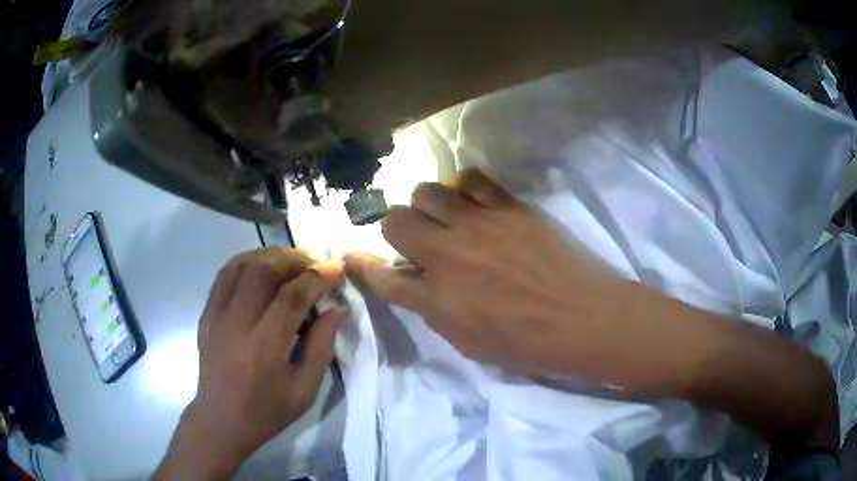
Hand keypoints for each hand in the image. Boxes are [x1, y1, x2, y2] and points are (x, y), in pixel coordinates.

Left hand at [154, 248, 346, 480]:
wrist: (221, 420)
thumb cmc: (267, 410)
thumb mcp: (305, 389)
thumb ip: (322, 346)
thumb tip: (337, 308)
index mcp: (265, 346)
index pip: (292, 295)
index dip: (318, 277)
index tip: (337, 272)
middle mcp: (237, 323)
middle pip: (264, 269)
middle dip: (295, 259)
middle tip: (315, 264)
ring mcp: (217, 314)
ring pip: (242, 264)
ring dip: (271, 256)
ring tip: (292, 263)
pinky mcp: (207, 313)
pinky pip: (225, 274)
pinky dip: (247, 262)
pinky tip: (262, 268)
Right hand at [345, 168, 638, 378]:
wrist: (580, 318)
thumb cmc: (526, 343)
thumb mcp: (469, 344)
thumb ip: (434, 312)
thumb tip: (416, 285)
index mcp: (437, 299)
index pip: (382, 277)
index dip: (362, 265)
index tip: (352, 256)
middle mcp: (448, 256)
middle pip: (395, 220)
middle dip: (397, 229)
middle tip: (416, 238)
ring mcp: (479, 225)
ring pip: (427, 191)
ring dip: (427, 205)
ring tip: (445, 216)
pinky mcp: (509, 207)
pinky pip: (472, 178)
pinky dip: (464, 187)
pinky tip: (474, 201)